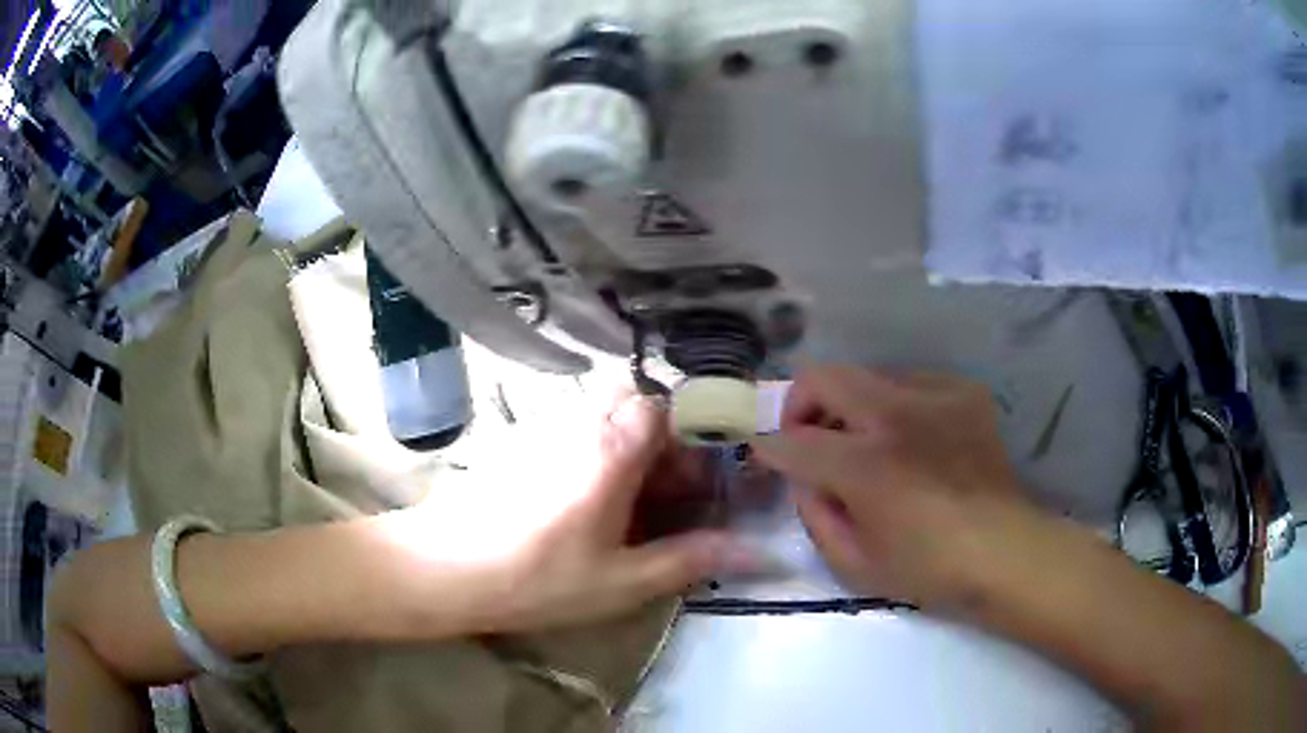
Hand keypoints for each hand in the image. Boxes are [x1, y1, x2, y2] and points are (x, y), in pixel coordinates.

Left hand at [383, 390, 747, 633]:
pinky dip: (595, 453)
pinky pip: (572, 431)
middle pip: (634, 404)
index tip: (698, 478)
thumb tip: (752, 552)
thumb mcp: (621, 581)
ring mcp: (543, 430)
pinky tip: (585, 504)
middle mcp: (579, 424)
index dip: (692, 434)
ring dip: (628, 447)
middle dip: (662, 440)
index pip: (666, 406)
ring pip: (602, 417)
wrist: (443, 570)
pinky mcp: (518, 444)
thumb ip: (688, 560)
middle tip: (667, 492)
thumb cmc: (537, 579)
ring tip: (631, 504)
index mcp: (612, 449)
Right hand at [752, 366, 1037, 608]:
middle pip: (823, 377)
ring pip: (866, 374)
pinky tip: (911, 437)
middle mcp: (895, 415)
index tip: (767, 456)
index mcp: (865, 466)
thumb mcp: (854, 564)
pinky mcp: (963, 391)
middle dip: (801, 404)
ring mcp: (934, 395)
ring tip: (866, 441)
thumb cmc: (928, 567)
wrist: (1004, 548)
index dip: (769, 448)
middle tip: (810, 437)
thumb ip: (815, 516)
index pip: (791, 440)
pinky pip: (910, 381)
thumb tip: (805, 479)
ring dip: (851, 405)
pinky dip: (896, 404)